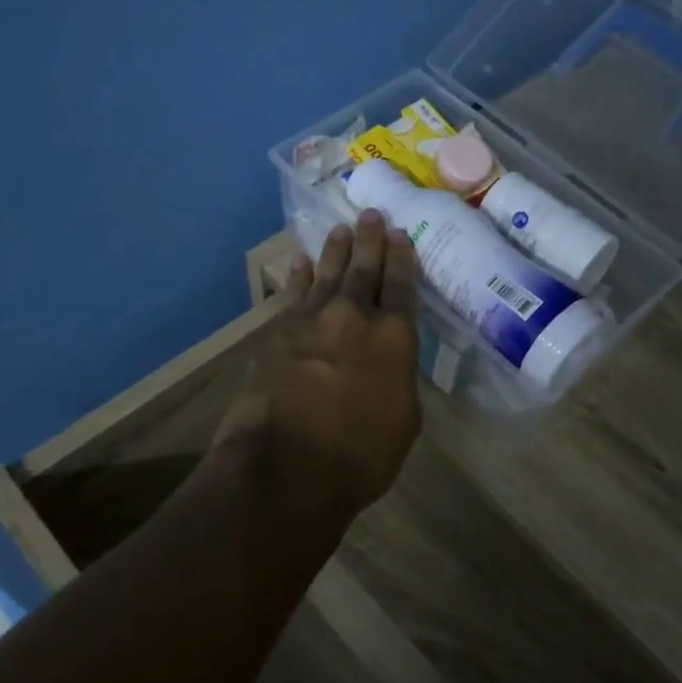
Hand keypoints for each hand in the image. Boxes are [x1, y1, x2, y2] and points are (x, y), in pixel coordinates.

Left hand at [215, 211, 422, 523]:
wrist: (285, 467)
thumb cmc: (359, 456)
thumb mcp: (404, 420)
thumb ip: (398, 378)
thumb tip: (387, 360)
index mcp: (394, 338)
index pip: (401, 286)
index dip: (402, 258)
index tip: (401, 235)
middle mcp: (355, 317)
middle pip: (364, 269)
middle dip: (370, 241)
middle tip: (372, 216)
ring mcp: (312, 321)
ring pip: (328, 274)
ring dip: (336, 250)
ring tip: (342, 228)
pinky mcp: (277, 333)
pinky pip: (293, 294)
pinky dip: (299, 276)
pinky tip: (302, 262)